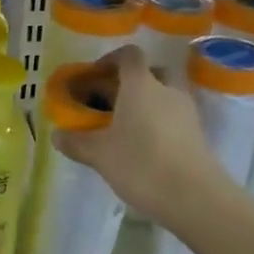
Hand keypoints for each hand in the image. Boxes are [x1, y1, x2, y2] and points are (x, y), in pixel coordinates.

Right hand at [54, 45, 223, 222]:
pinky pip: (172, 115)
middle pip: (149, 72)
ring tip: (122, 127)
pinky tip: (142, 146)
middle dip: (128, 82)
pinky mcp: (197, 133)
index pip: (128, 55)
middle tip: (108, 102)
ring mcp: (186, 111)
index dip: (109, 60)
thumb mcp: (99, 155)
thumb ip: (76, 141)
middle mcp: (167, 90)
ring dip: (144, 103)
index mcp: (141, 85)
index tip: (92, 77)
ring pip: (163, 94)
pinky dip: (157, 121)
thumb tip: (56, 135)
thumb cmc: (141, 165)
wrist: (195, 198)